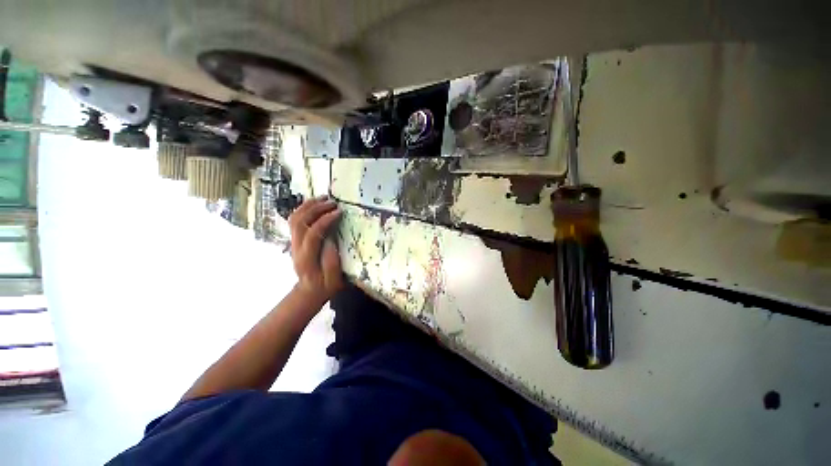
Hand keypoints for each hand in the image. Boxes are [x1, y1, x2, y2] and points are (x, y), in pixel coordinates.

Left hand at [288, 197, 343, 305]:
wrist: (310, 290)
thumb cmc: (326, 285)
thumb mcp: (335, 278)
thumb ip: (333, 260)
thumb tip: (332, 238)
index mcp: (307, 258)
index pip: (312, 233)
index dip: (325, 220)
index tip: (339, 212)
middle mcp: (296, 248)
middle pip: (300, 222)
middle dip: (316, 208)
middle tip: (333, 202)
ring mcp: (293, 242)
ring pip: (294, 219)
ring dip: (308, 206)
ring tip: (324, 198)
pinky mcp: (295, 240)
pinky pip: (295, 220)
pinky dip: (304, 209)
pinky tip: (315, 204)